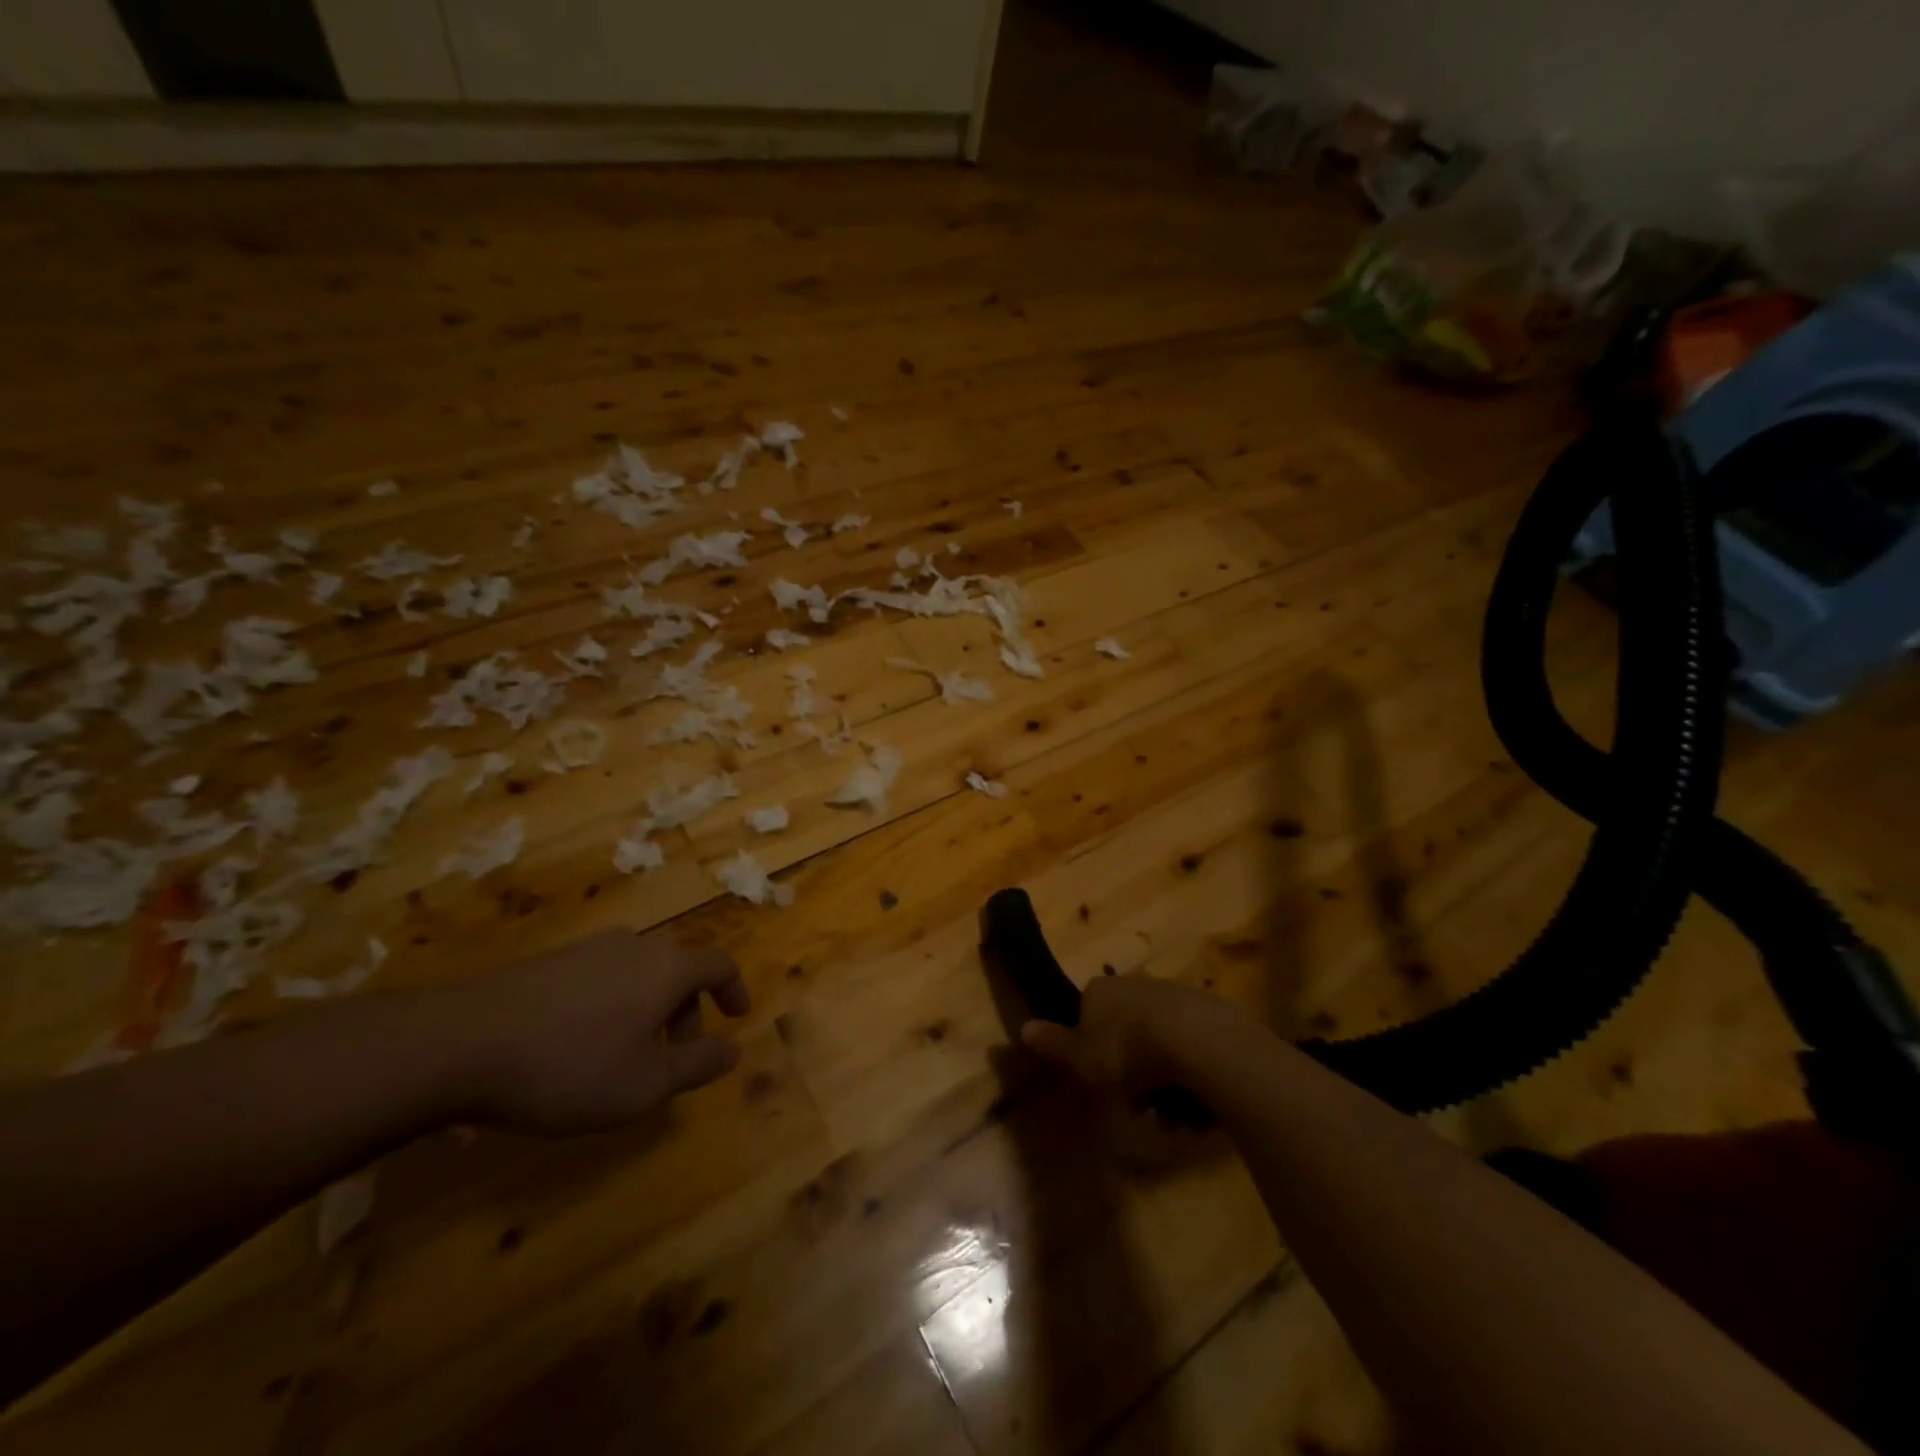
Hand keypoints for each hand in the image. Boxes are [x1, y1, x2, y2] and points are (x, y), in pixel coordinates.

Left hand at [443, 930, 751, 1134]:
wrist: (459, 1044)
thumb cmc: (570, 1066)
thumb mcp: (645, 1085)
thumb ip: (698, 1066)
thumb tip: (733, 1050)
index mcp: (667, 967)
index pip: (719, 964)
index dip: (734, 990)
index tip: (736, 1018)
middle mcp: (635, 945)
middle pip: (678, 969)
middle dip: (687, 1011)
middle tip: (674, 1058)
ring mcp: (588, 949)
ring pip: (639, 973)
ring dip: (649, 1009)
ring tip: (627, 1056)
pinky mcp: (549, 962)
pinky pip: (602, 977)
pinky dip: (612, 1005)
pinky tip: (579, 1045)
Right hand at [1020, 974, 1242, 1101]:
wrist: (1199, 1043)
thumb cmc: (1128, 1052)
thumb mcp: (1081, 1058)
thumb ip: (1052, 1044)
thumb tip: (1023, 1028)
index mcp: (1100, 990)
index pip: (1087, 1011)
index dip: (1090, 1046)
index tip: (1099, 1077)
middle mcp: (1135, 985)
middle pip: (1125, 1031)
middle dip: (1129, 1069)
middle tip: (1136, 1104)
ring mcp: (1174, 996)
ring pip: (1159, 1044)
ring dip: (1161, 1080)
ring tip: (1170, 1113)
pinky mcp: (1209, 1013)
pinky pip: (1191, 1050)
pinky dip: (1189, 1075)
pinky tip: (1196, 1101)